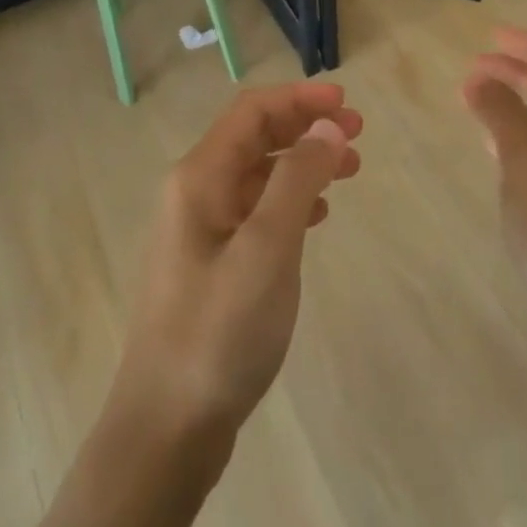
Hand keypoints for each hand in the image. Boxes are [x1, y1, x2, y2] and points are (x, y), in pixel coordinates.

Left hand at [109, 83, 361, 446]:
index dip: (300, 99)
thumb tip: (325, 126)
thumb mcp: (267, 249)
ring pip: (259, 175)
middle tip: (358, 133)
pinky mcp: (212, 264)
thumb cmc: (219, 331)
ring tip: (350, 170)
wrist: (167, 427)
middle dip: (305, 127)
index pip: (252, 112)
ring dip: (303, 163)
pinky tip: (318, 215)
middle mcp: (194, 194)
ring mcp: (201, 231)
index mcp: (199, 178)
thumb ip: (297, 179)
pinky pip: (256, 212)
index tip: (348, 103)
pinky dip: (290, 201)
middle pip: (255, 138)